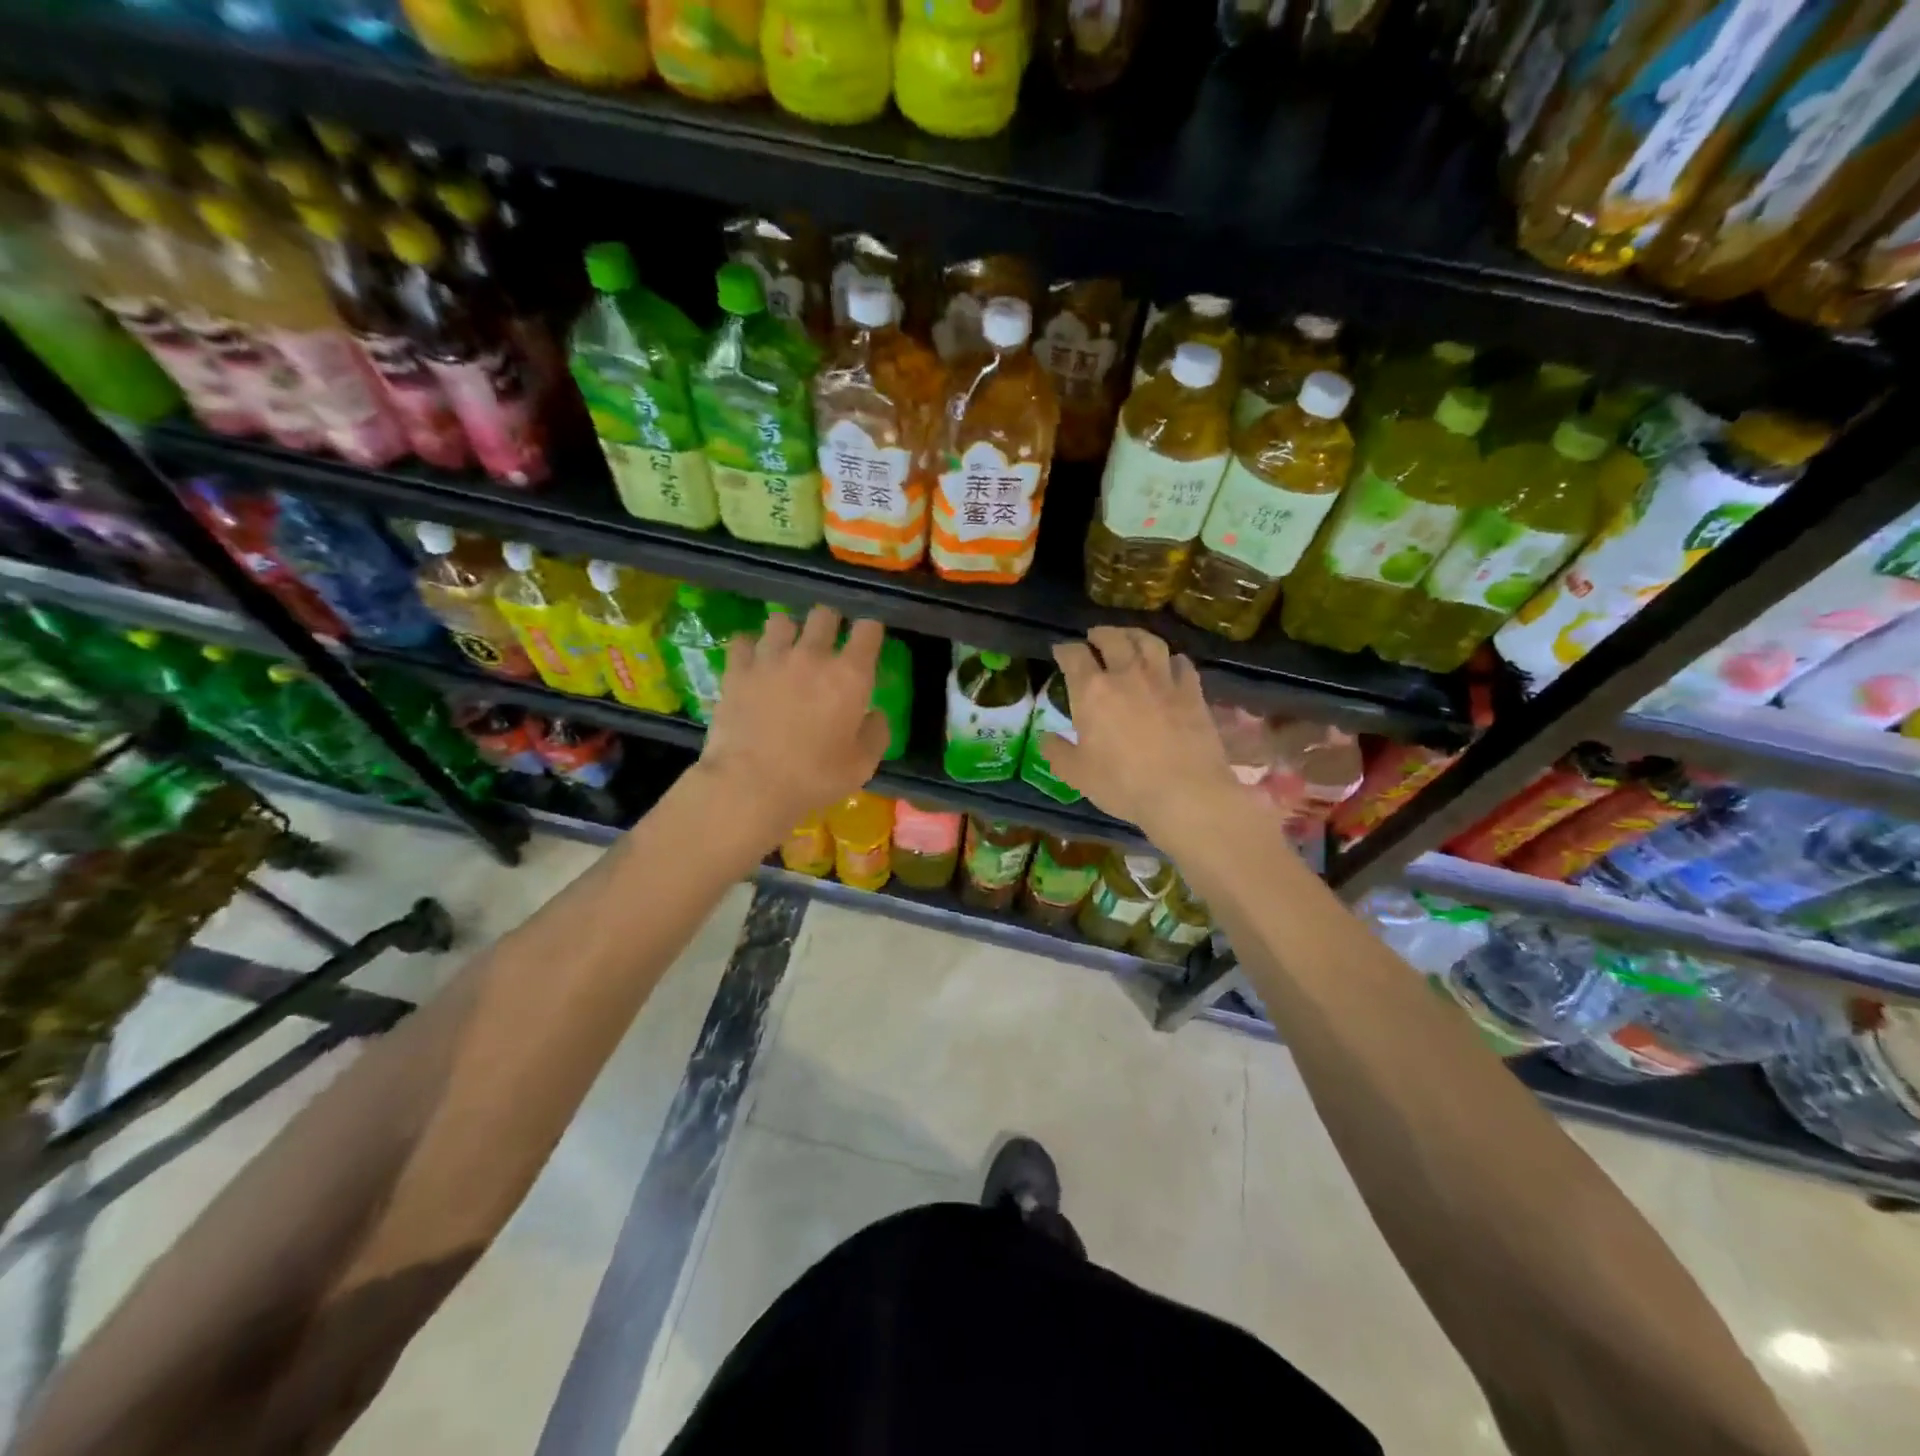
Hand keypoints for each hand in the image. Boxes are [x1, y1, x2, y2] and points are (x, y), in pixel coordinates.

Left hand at [698, 606, 890, 840]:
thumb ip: (876, 734)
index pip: (868, 630)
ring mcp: (770, 658)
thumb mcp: (862, 765)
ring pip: (781, 620)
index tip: (867, 640)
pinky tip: (752, 662)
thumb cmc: (814, 777)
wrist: (750, 784)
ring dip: (788, 631)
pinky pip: (743, 641)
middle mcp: (812, 655)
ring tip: (786, 649)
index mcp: (849, 676)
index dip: (869, 631)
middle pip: (824, 614)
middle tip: (827, 643)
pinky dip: (750, 647)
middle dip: (829, 623)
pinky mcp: (737, 670)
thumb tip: (875, 715)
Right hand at [1042, 627, 1240, 841]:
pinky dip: (1171, 659)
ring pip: (1149, 642)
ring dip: (1135, 635)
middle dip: (1099, 634)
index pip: (1074, 655)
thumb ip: (1057, 753)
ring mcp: (1163, 679)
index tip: (1061, 651)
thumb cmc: (1123, 785)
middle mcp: (1127, 674)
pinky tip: (1170, 664)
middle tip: (1094, 637)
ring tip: (1130, 639)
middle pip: (1113, 638)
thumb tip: (1045, 738)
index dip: (1065, 650)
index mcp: (1092, 691)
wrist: (1185, 793)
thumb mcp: (1077, 775)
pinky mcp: (1192, 691)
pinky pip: (1181, 663)